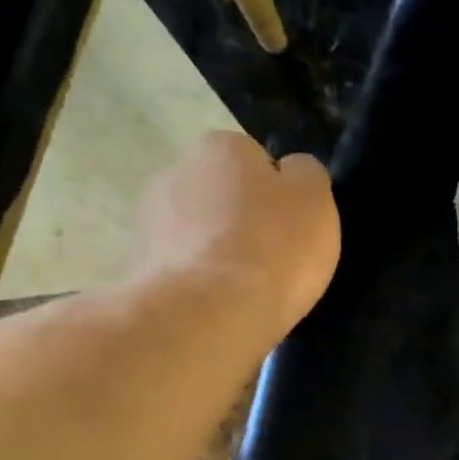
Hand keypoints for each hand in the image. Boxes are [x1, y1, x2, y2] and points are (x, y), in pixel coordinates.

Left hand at [136, 130, 339, 336]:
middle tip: (272, 255)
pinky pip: (184, 266)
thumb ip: (305, 174)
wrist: (214, 312)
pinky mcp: (143, 265)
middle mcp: (178, 170)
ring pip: (199, 230)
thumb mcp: (315, 198)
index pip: (253, 158)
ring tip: (247, 286)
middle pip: (221, 192)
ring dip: (217, 249)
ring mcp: (153, 219)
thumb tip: (291, 172)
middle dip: (241, 217)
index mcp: (222, 146)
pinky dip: (200, 279)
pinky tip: (221, 302)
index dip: (276, 192)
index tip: (290, 224)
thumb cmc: (274, 246)